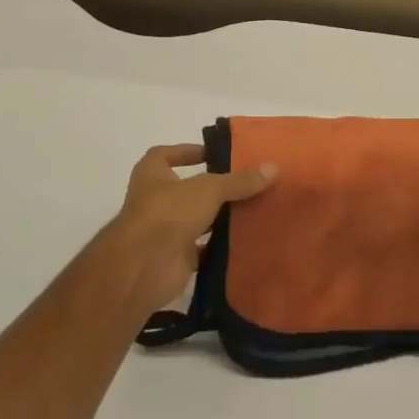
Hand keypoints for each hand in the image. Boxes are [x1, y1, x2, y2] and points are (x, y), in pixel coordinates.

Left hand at [106, 144, 276, 312]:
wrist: (145, 266)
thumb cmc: (169, 212)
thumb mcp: (209, 189)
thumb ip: (239, 180)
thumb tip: (273, 168)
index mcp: (152, 174)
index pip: (166, 154)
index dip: (187, 152)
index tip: (215, 154)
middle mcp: (155, 199)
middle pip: (187, 189)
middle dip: (212, 187)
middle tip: (246, 182)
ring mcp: (165, 229)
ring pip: (197, 219)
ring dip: (219, 216)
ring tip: (253, 208)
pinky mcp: (176, 256)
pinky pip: (204, 247)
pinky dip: (221, 245)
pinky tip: (246, 239)